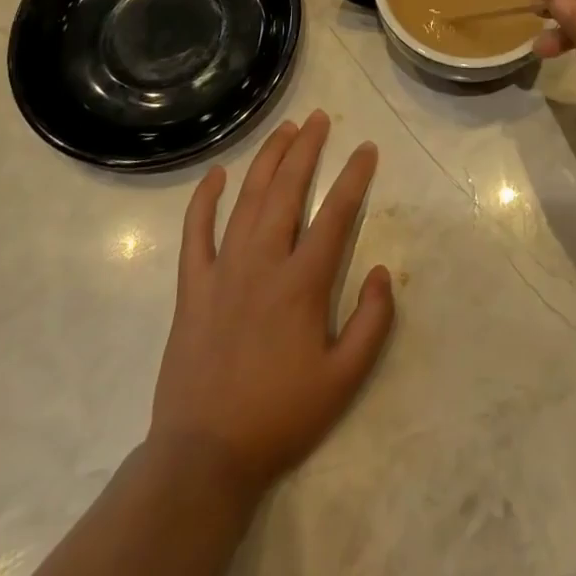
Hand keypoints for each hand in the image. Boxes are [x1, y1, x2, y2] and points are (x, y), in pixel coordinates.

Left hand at [147, 111, 394, 502]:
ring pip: (247, 200)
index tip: (366, 149)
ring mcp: (222, 270)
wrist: (205, 457)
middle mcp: (263, 263)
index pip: (335, 214)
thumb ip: (372, 323)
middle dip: (306, 149)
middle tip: (320, 118)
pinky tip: (216, 174)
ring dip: (267, 160)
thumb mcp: (344, 380)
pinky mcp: (191, 286)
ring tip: (285, 130)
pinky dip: (205, 199)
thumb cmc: (280, 416)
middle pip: (287, 190)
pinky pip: (195, 232)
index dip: (354, 177)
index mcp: (302, 284)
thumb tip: (384, 271)